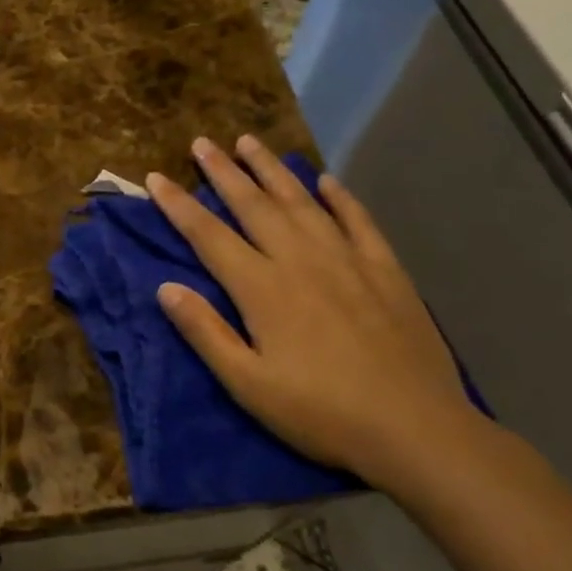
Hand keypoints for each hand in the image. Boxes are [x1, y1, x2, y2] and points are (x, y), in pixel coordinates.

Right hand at [146, 134, 486, 485]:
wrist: (416, 429)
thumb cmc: (321, 413)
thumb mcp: (248, 384)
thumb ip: (205, 332)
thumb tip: (165, 287)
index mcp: (262, 288)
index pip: (208, 235)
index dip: (178, 205)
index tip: (155, 177)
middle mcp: (300, 260)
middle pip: (253, 205)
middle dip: (223, 172)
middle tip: (202, 142)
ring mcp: (347, 260)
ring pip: (301, 201)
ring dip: (272, 170)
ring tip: (251, 142)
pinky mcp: (385, 270)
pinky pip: (358, 220)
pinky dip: (340, 197)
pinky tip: (327, 180)